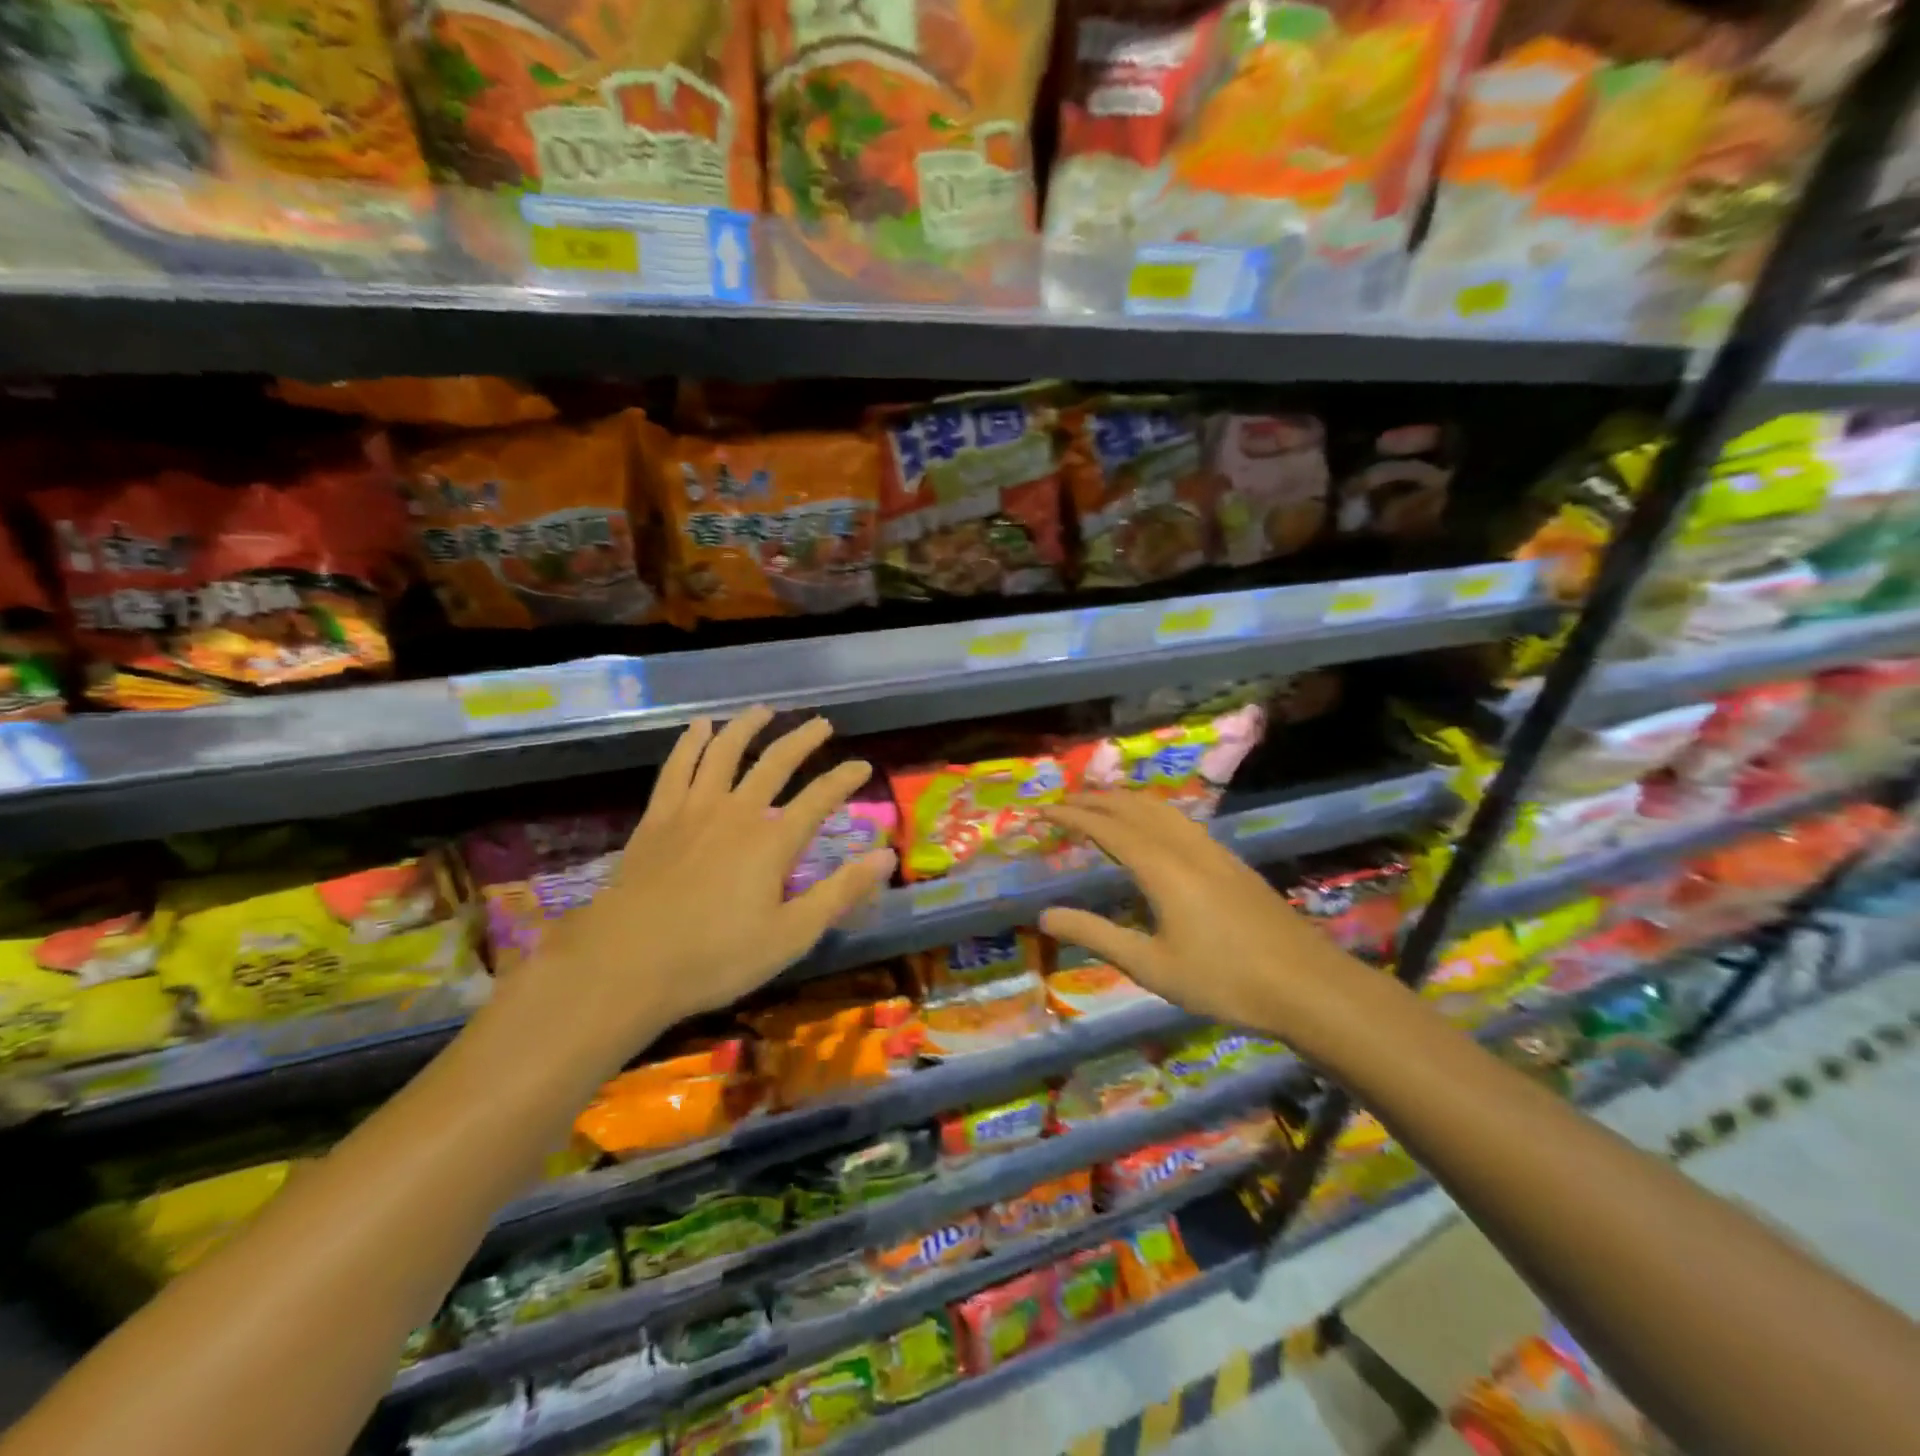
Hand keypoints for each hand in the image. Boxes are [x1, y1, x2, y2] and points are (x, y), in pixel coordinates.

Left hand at [521, 707, 895, 1056]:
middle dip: (802, 740)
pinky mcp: (657, 818)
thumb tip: (887, 856)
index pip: (820, 798)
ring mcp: (692, 810)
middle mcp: (736, 813)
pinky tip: (698, 728)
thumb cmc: (714, 958)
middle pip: (775, 762)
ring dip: (746, 727)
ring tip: (763, 710)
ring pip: (723, 752)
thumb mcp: (791, 935)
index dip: (845, 779)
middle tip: (821, 724)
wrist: (623, 965)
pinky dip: (690, 743)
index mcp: (772, 841)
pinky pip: (677, 767)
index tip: (863, 765)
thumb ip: (840, 892)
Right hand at [1039, 793, 1377, 1044]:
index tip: (1041, 812)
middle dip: (1094, 800)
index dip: (1071, 816)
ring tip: (1100, 807)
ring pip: (1160, 809)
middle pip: (1133, 808)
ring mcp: (1213, 851)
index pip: (1106, 827)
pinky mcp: (1231, 861)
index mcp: (1161, 868)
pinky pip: (1180, 820)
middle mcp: (1185, 847)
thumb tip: (1045, 915)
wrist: (1308, 986)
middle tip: (1062, 804)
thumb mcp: (1151, 966)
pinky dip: (1150, 812)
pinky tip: (1152, 830)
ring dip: (1124, 801)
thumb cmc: (1224, 981)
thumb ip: (1096, 935)